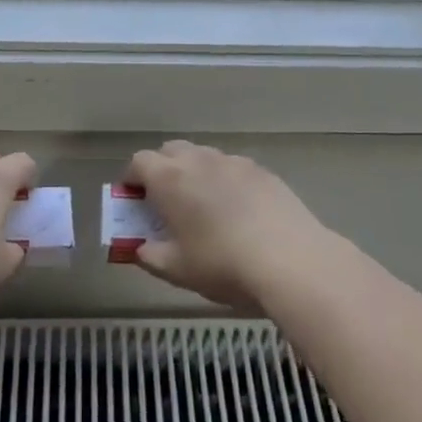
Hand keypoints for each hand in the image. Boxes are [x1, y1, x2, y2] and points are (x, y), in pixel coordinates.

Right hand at [125, 140, 328, 310]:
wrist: (290, 259)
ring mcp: (232, 161)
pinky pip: (231, 167)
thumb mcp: (177, 270)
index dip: (132, 178)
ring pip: (203, 156)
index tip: (133, 200)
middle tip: (165, 201)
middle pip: (170, 151)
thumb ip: (150, 256)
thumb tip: (140, 248)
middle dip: (162, 169)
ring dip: (194, 173)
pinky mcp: (261, 170)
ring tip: (203, 206)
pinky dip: (224, 181)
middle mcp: (198, 160)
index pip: (139, 162)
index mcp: (169, 179)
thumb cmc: (222, 264)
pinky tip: (237, 210)